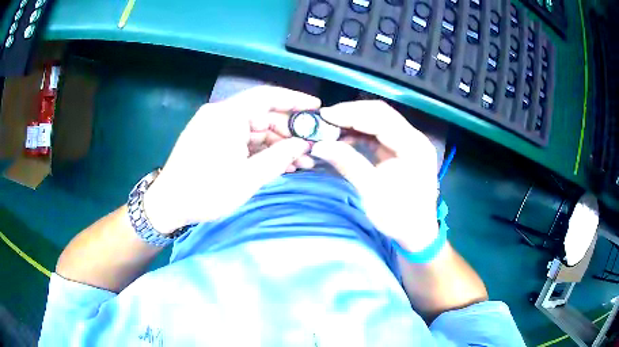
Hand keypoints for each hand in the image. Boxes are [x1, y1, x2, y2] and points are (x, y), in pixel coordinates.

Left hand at [143, 86, 319, 233]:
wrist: (168, 205)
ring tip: (301, 163)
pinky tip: (279, 164)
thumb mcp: (247, 178)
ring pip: (254, 130)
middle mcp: (221, 115)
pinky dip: (260, 151)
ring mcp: (215, 127)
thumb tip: (303, 145)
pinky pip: (242, 140)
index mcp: (227, 116)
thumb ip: (278, 158)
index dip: (294, 101)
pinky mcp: (213, 140)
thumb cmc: (205, 192)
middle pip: (263, 116)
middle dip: (288, 133)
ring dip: (276, 145)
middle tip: (311, 149)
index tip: (316, 109)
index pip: (267, 97)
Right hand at [312, 100, 438, 251]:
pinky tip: (344, 138)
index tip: (324, 116)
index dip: (351, 114)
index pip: (381, 118)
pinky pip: (379, 134)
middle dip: (351, 114)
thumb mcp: (372, 192)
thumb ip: (348, 164)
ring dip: (354, 122)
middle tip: (324, 119)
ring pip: (379, 121)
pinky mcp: (401, 150)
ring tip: (330, 127)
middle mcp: (414, 138)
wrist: (417, 233)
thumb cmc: (400, 217)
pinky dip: (360, 133)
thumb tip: (319, 145)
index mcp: (414, 146)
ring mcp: (409, 143)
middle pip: (381, 113)